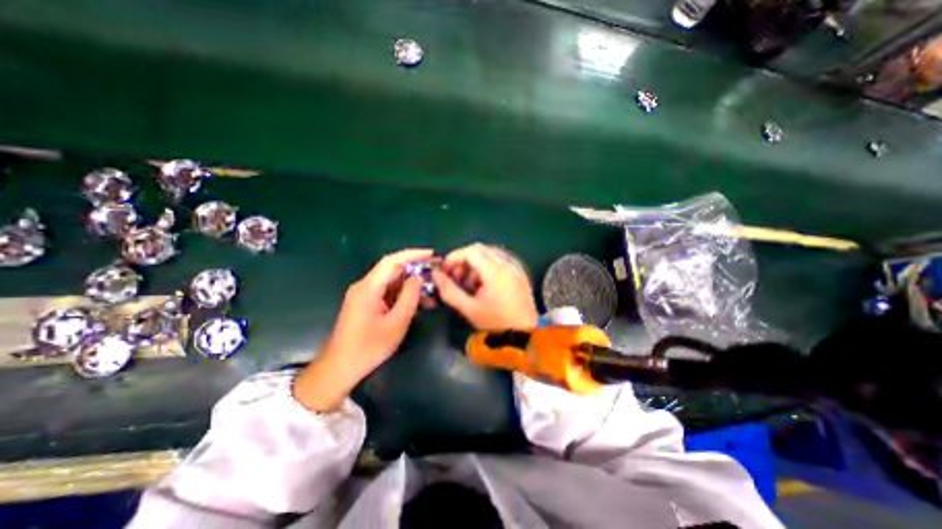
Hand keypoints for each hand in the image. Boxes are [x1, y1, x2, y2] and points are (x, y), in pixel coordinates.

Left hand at [293, 248, 430, 412]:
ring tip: (433, 289)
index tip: (432, 253)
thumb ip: (409, 297)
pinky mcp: (366, 303)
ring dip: (412, 283)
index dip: (413, 254)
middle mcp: (365, 286)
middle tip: (437, 270)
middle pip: (393, 269)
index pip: (392, 261)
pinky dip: (404, 294)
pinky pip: (388, 292)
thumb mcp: (396, 323)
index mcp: (369, 287)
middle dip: (416, 268)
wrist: (340, 368)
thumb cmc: (369, 347)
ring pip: (392, 281)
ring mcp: (365, 294)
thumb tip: (419, 277)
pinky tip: (419, 301)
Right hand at [432, 243, 537, 329]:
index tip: (446, 271)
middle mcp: (507, 263)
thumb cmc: (496, 322)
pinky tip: (484, 284)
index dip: (454, 257)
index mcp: (495, 271)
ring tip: (470, 284)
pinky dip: (488, 267)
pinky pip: (500, 260)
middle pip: (480, 249)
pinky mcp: (520, 272)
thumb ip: (449, 290)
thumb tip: (436, 275)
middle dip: (464, 260)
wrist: (525, 333)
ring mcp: (516, 267)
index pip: (470, 251)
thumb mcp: (468, 308)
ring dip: (476, 264)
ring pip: (490, 254)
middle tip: (457, 277)